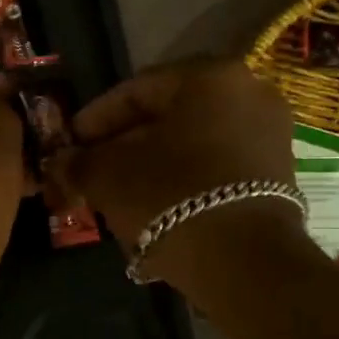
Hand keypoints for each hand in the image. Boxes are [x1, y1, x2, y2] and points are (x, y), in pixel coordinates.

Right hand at [54, 60, 305, 286]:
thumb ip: (78, 162)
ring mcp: (270, 135)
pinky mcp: (278, 175)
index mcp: (209, 77)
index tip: (68, 146)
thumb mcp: (108, 177)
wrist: (244, 261)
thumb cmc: (169, 198)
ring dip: (151, 167)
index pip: (135, 91)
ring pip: (192, 145)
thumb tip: (60, 163)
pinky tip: (155, 209)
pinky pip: (216, 168)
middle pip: (167, 118)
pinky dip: (184, 182)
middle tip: (90, 172)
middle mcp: (249, 94)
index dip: (93, 121)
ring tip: (118, 196)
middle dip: (123, 146)